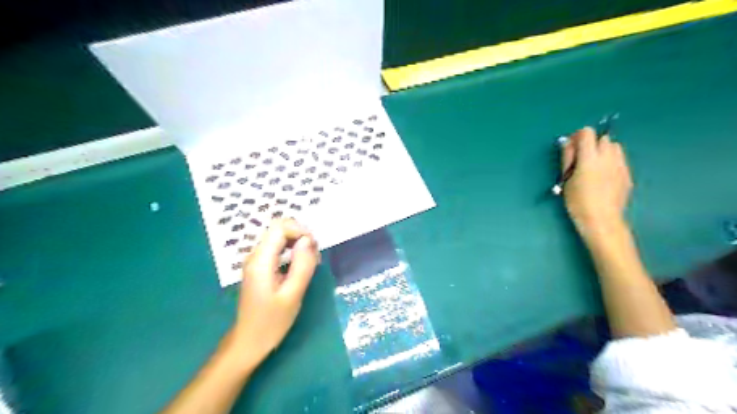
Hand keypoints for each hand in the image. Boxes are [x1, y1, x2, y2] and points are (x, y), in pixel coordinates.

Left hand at [230, 218, 319, 362]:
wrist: (249, 341)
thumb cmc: (271, 322)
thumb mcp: (292, 295)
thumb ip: (302, 265)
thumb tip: (308, 240)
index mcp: (261, 261)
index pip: (280, 227)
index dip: (300, 230)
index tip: (315, 247)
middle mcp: (256, 255)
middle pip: (279, 229)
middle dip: (300, 236)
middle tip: (315, 256)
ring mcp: (256, 261)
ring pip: (279, 237)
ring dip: (298, 243)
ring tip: (311, 262)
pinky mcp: (260, 267)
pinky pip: (277, 248)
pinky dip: (292, 251)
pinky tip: (301, 266)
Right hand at [562, 126, 629, 236]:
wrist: (601, 220)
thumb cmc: (578, 201)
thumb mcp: (566, 179)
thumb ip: (567, 158)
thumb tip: (567, 142)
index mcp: (590, 157)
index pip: (587, 133)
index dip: (577, 137)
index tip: (570, 148)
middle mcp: (608, 157)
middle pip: (602, 138)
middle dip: (591, 144)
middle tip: (580, 159)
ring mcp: (621, 165)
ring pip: (614, 147)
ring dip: (603, 151)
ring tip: (593, 167)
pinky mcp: (628, 175)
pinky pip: (620, 160)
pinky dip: (611, 162)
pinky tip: (603, 177)